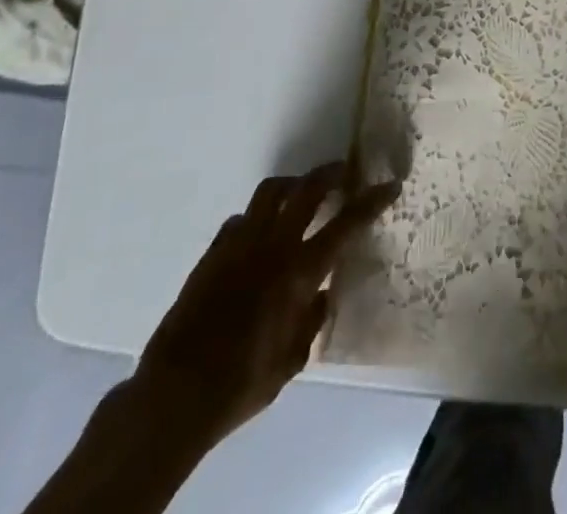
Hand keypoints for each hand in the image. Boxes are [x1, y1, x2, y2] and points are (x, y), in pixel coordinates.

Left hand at [133, 163, 398, 449]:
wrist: (176, 393)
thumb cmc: (243, 382)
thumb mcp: (292, 360)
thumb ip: (312, 319)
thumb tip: (322, 292)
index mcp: (299, 271)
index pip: (346, 224)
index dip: (371, 200)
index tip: (390, 185)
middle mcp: (273, 246)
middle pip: (308, 190)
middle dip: (331, 174)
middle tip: (344, 172)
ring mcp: (240, 244)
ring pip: (271, 191)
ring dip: (293, 185)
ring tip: (302, 191)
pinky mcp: (213, 252)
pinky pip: (240, 219)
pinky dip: (257, 218)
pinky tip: (259, 234)